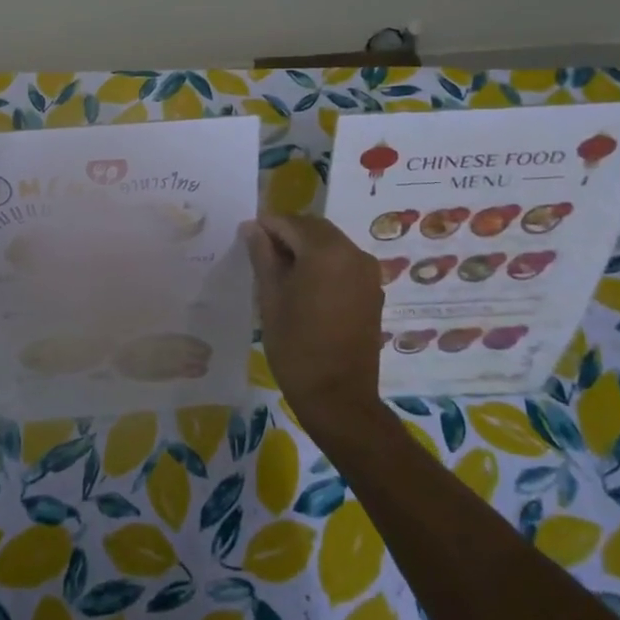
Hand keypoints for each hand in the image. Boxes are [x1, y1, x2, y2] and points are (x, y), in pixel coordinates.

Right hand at [244, 214, 384, 438]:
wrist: (338, 397)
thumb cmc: (296, 346)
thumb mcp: (270, 298)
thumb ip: (263, 256)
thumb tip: (252, 227)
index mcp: (326, 251)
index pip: (290, 222)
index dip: (266, 226)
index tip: (246, 236)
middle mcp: (353, 252)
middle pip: (314, 228)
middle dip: (287, 233)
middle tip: (261, 253)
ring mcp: (367, 272)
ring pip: (331, 243)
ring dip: (306, 247)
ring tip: (281, 271)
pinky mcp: (372, 290)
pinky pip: (344, 262)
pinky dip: (324, 262)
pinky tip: (305, 285)